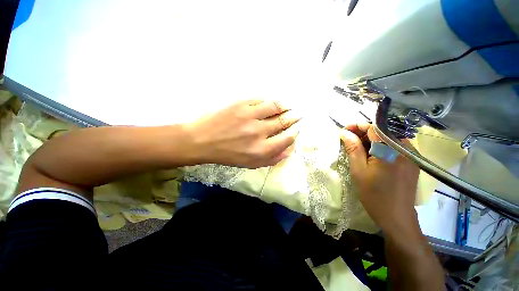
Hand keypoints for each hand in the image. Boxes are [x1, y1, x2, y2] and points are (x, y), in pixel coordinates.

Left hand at [185, 99, 300, 167]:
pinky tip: (271, 103)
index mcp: (261, 150)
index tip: (296, 129)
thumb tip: (288, 150)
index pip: (287, 139)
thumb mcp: (250, 164)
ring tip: (288, 106)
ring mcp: (250, 116)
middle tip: (298, 115)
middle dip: (293, 117)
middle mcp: (259, 132)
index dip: (294, 133)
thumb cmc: (227, 155)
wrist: (202, 141)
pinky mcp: (241, 104)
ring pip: (275, 106)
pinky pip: (260, 100)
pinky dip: (269, 101)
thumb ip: (271, 159)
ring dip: (285, 106)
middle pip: (283, 121)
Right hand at [340, 124, 419, 232]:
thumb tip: (344, 133)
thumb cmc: (374, 194)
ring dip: (371, 140)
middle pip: (382, 132)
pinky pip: (394, 147)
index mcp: (391, 150)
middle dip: (363, 133)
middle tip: (348, 139)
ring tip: (357, 147)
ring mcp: (411, 155)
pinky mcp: (412, 162)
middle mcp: (405, 148)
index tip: (344, 130)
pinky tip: (370, 155)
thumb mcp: (358, 170)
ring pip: (388, 139)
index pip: (374, 128)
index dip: (358, 126)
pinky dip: (380, 147)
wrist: (396, 217)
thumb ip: (353, 148)